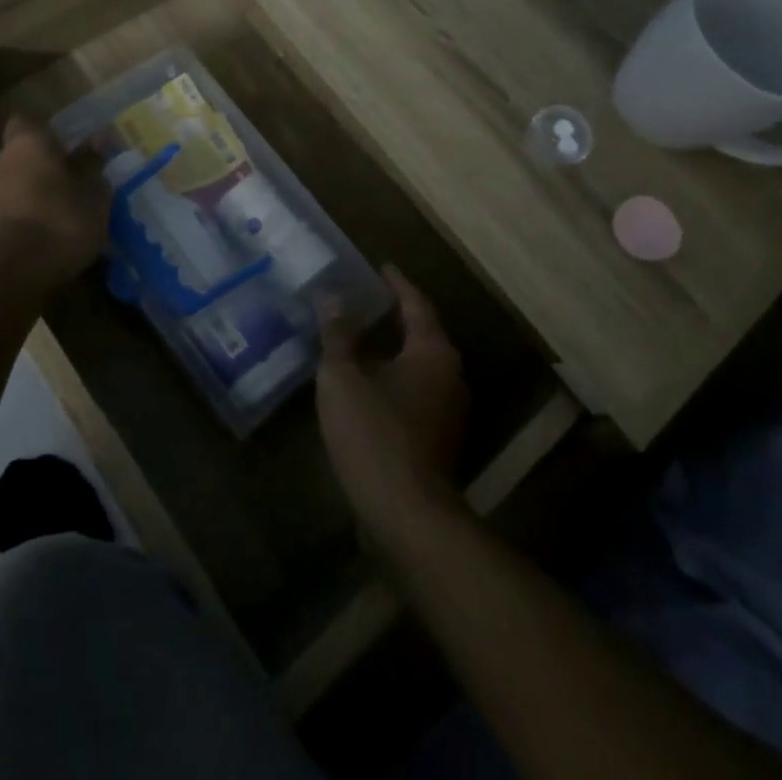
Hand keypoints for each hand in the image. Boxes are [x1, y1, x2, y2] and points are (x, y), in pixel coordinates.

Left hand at [0, 116, 109, 283]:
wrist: (6, 278)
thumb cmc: (59, 223)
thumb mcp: (93, 195)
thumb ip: (92, 165)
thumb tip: (99, 138)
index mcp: (27, 144)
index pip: (27, 122)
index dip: (46, 133)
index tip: (66, 149)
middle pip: (17, 157)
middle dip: (37, 170)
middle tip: (66, 189)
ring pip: (8, 189)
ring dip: (26, 200)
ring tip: (54, 224)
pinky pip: (0, 220)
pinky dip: (15, 227)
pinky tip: (36, 248)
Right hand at [317, 266, 467, 534]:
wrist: (407, 516)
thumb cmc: (374, 434)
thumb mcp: (343, 378)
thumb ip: (338, 335)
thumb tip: (332, 298)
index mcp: (432, 351)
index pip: (415, 303)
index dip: (396, 283)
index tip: (380, 266)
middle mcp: (450, 374)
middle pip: (422, 333)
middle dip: (394, 315)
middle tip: (364, 298)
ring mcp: (449, 410)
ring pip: (418, 365)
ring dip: (392, 349)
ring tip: (359, 337)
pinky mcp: (439, 438)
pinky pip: (415, 391)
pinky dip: (392, 377)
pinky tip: (366, 382)